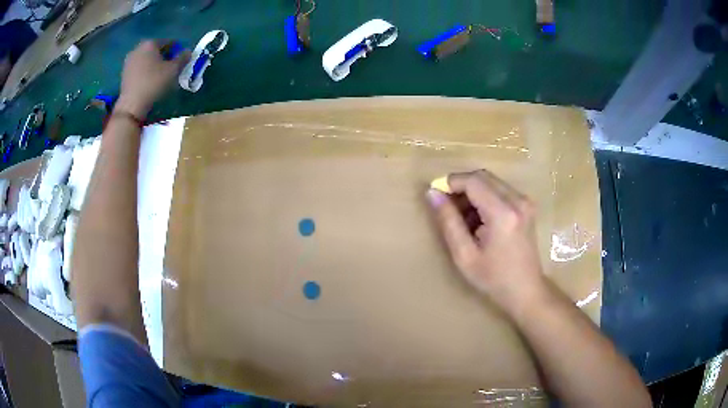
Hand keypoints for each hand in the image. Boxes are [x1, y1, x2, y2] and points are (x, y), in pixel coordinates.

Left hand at [116, 40, 189, 117]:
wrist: (131, 105)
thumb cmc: (154, 83)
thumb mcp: (173, 70)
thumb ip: (183, 58)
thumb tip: (187, 51)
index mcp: (150, 43)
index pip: (169, 42)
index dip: (177, 51)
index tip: (181, 61)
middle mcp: (138, 48)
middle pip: (156, 50)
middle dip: (164, 57)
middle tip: (171, 68)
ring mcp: (129, 61)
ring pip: (146, 59)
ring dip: (154, 64)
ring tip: (160, 76)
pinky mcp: (124, 74)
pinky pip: (139, 68)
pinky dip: (145, 72)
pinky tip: (149, 82)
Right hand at [427, 170, 545, 314]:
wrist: (526, 290)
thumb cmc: (493, 278)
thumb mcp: (464, 255)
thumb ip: (448, 222)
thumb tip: (432, 194)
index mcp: (503, 213)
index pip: (473, 181)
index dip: (451, 183)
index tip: (436, 196)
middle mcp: (517, 200)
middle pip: (483, 176)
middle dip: (461, 186)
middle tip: (447, 207)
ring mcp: (525, 201)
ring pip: (491, 181)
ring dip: (473, 192)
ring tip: (462, 218)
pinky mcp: (526, 205)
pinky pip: (500, 189)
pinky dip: (485, 197)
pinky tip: (478, 219)